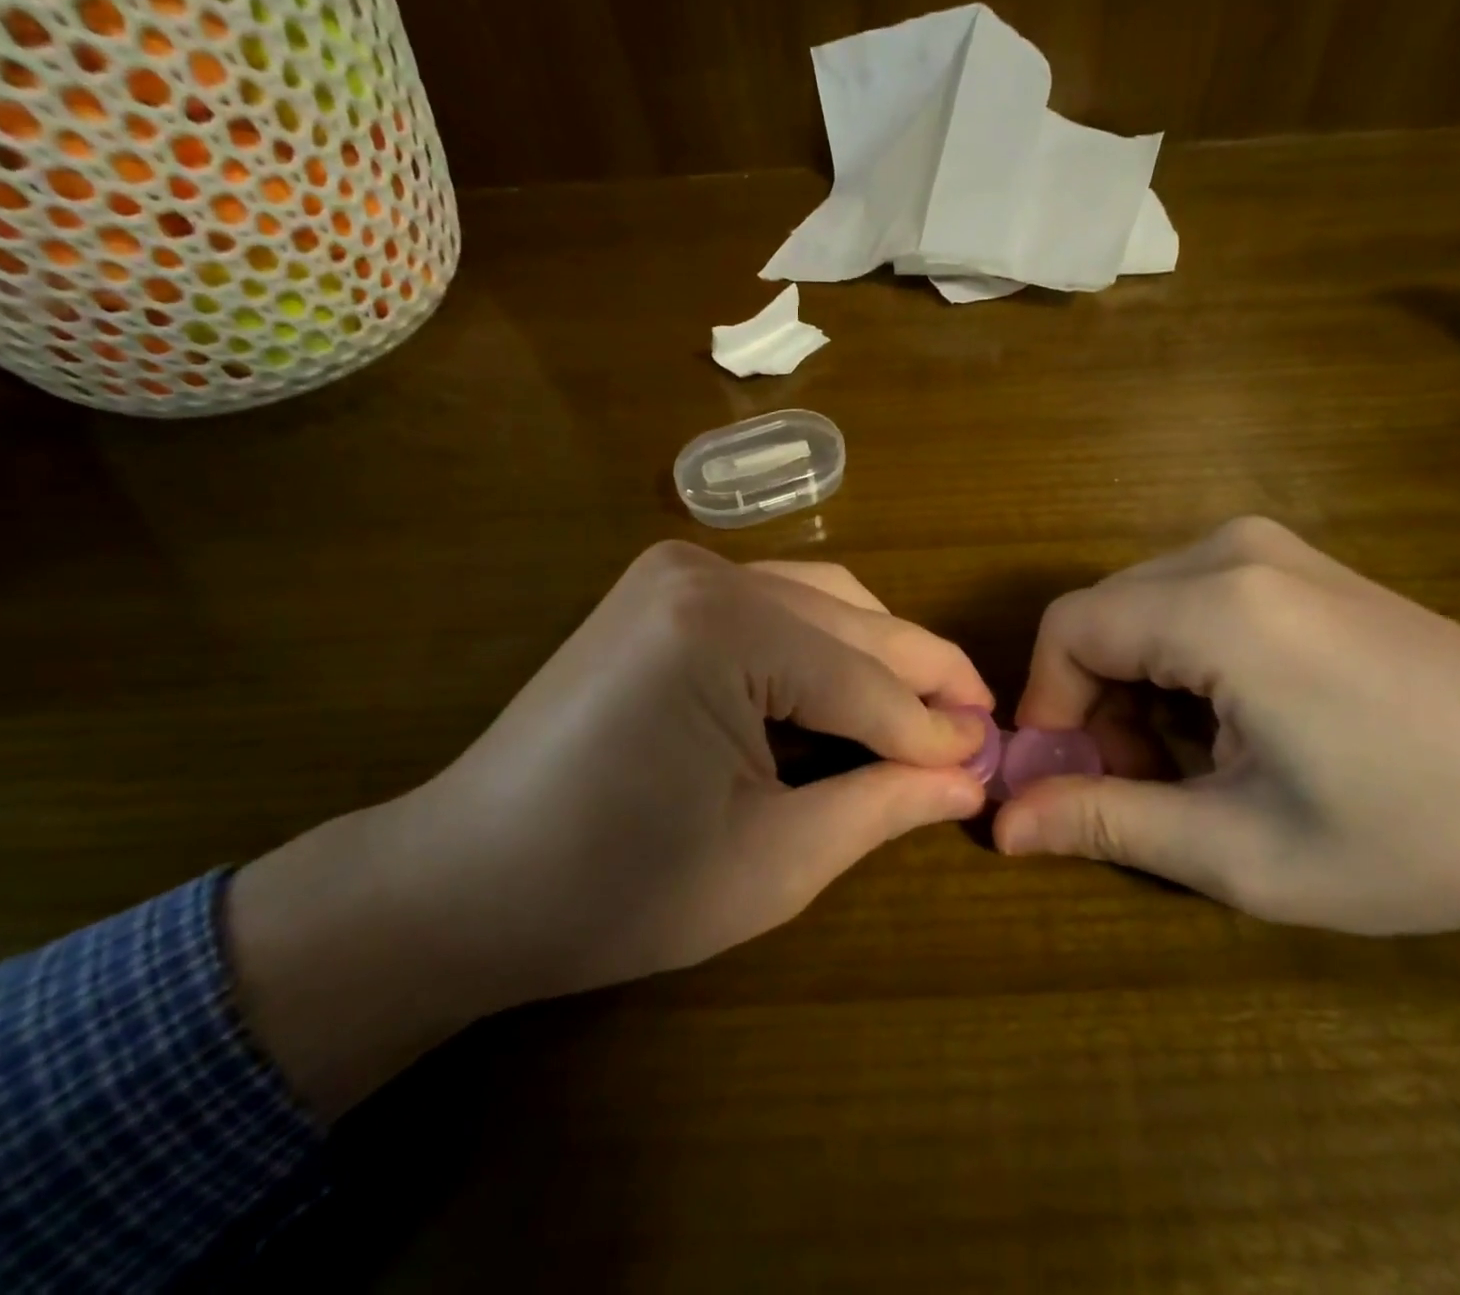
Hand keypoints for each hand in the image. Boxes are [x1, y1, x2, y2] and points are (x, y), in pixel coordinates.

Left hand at [228, 542, 989, 1115]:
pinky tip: (848, 688)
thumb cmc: (615, 889)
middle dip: (922, 680)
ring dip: (879, 655)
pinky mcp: (663, 587)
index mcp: (723, 630)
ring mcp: (678, 569)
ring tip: (925, 712)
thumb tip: (970, 777)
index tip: (993, 762)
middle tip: (980, 730)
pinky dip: (825, 644)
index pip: (865, 684)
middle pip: (851, 626)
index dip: (935, 731)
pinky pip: (777, 603)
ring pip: (823, 601)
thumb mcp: (771, 861)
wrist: (465, 880)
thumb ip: (881, 804)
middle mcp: (705, 572)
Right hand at [996, 518, 1459, 983]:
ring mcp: (1266, 546)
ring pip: (1138, 610)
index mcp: (1218, 608)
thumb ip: (1107, 823)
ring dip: (1136, 686)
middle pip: (1100, 617)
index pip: (1067, 631)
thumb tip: (1002, 824)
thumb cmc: (1417, 831)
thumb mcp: (1243, 851)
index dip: (1047, 706)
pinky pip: (1184, 599)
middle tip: (1142, 784)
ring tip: (1193, 762)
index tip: (1069, 778)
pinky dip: (1177, 662)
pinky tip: (1233, 719)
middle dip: (1094, 702)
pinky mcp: (1291, 560)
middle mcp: (1230, 550)